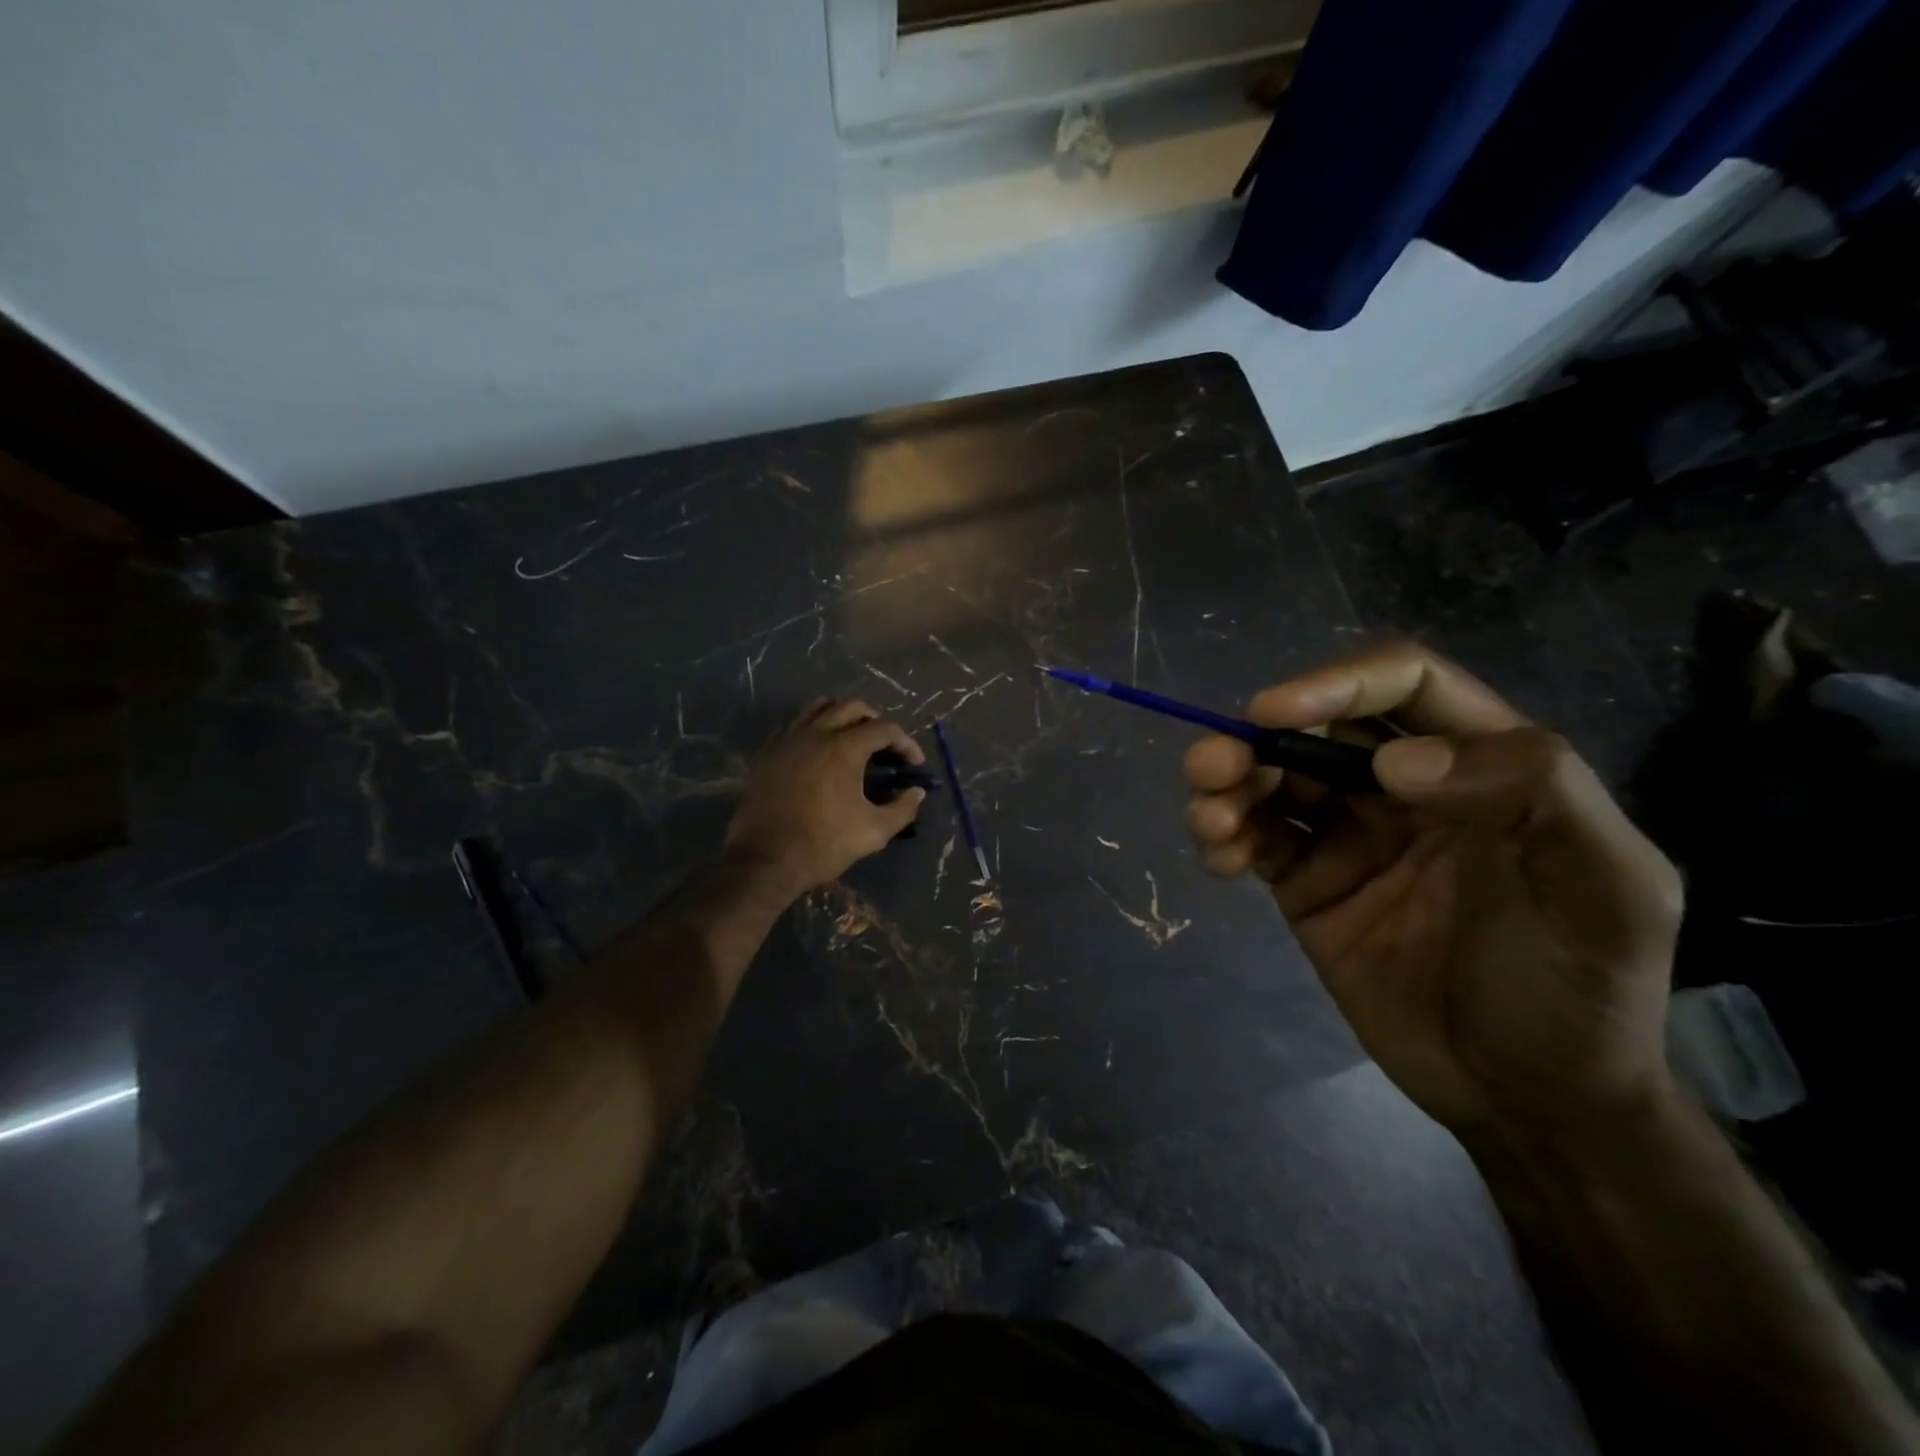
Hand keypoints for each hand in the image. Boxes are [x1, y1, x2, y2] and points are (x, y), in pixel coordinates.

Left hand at [725, 698, 926, 893]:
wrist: (765, 860)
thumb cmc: (824, 844)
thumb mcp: (874, 832)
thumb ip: (902, 809)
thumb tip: (916, 792)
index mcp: (845, 748)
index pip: (885, 729)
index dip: (906, 743)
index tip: (914, 763)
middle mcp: (816, 734)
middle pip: (851, 707)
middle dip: (875, 720)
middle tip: (884, 745)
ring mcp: (787, 741)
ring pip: (818, 708)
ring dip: (841, 717)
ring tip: (851, 739)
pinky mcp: (767, 754)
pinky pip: (793, 727)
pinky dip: (812, 730)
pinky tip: (817, 753)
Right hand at [1185, 642, 1683, 1137]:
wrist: (1527, 1101)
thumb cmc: (1578, 990)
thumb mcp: (1607, 892)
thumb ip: (1533, 796)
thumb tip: (1394, 763)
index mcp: (1481, 766)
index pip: (1403, 687)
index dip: (1336, 683)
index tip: (1273, 714)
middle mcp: (1406, 789)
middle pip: (1317, 729)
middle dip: (1255, 737)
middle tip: (1211, 767)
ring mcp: (1350, 836)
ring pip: (1273, 780)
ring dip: (1227, 784)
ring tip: (1209, 821)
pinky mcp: (1308, 882)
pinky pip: (1255, 839)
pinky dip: (1224, 836)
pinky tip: (1218, 858)